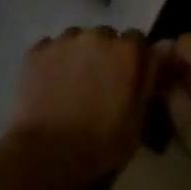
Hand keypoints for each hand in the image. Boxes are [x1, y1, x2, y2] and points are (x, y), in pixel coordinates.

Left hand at [4, 27, 156, 189]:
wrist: (48, 153)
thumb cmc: (101, 143)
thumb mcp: (138, 119)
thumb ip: (148, 82)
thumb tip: (153, 60)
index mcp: (126, 52)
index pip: (137, 39)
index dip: (132, 57)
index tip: (127, 76)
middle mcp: (97, 36)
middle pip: (105, 36)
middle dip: (105, 54)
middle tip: (98, 82)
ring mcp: (64, 40)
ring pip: (76, 39)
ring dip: (78, 54)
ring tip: (71, 82)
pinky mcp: (37, 50)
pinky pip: (51, 48)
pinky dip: (53, 61)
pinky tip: (50, 84)